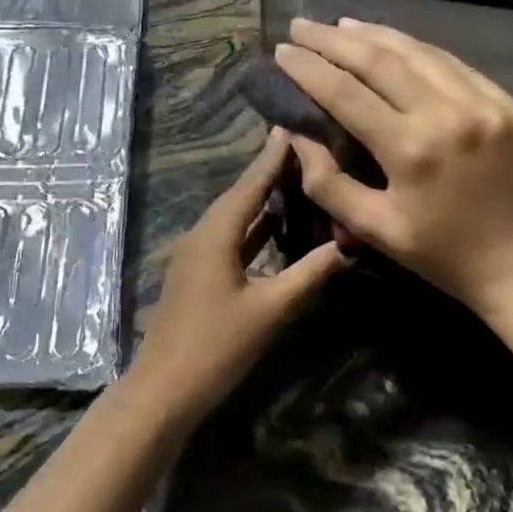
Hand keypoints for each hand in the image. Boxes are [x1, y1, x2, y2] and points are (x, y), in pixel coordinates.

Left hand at [127, 129, 346, 425]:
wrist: (164, 388)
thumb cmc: (217, 346)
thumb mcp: (270, 310)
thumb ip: (309, 274)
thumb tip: (348, 245)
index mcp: (216, 233)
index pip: (251, 183)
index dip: (273, 155)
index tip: (294, 123)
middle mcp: (202, 233)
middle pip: (240, 194)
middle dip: (270, 170)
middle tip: (304, 145)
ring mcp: (196, 254)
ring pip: (234, 216)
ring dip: (261, 198)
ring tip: (296, 176)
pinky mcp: (197, 273)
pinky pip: (229, 236)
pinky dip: (253, 226)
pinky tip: (275, 225)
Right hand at [273, 17, 512, 315]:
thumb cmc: (442, 255)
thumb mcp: (374, 229)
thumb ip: (328, 182)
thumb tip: (297, 134)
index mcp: (410, 151)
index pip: (346, 94)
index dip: (309, 68)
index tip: (282, 50)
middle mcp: (447, 115)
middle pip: (380, 61)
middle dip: (334, 40)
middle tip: (302, 25)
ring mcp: (485, 105)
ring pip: (419, 52)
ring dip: (375, 34)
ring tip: (341, 25)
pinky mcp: (510, 105)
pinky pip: (455, 64)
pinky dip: (419, 49)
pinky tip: (396, 42)